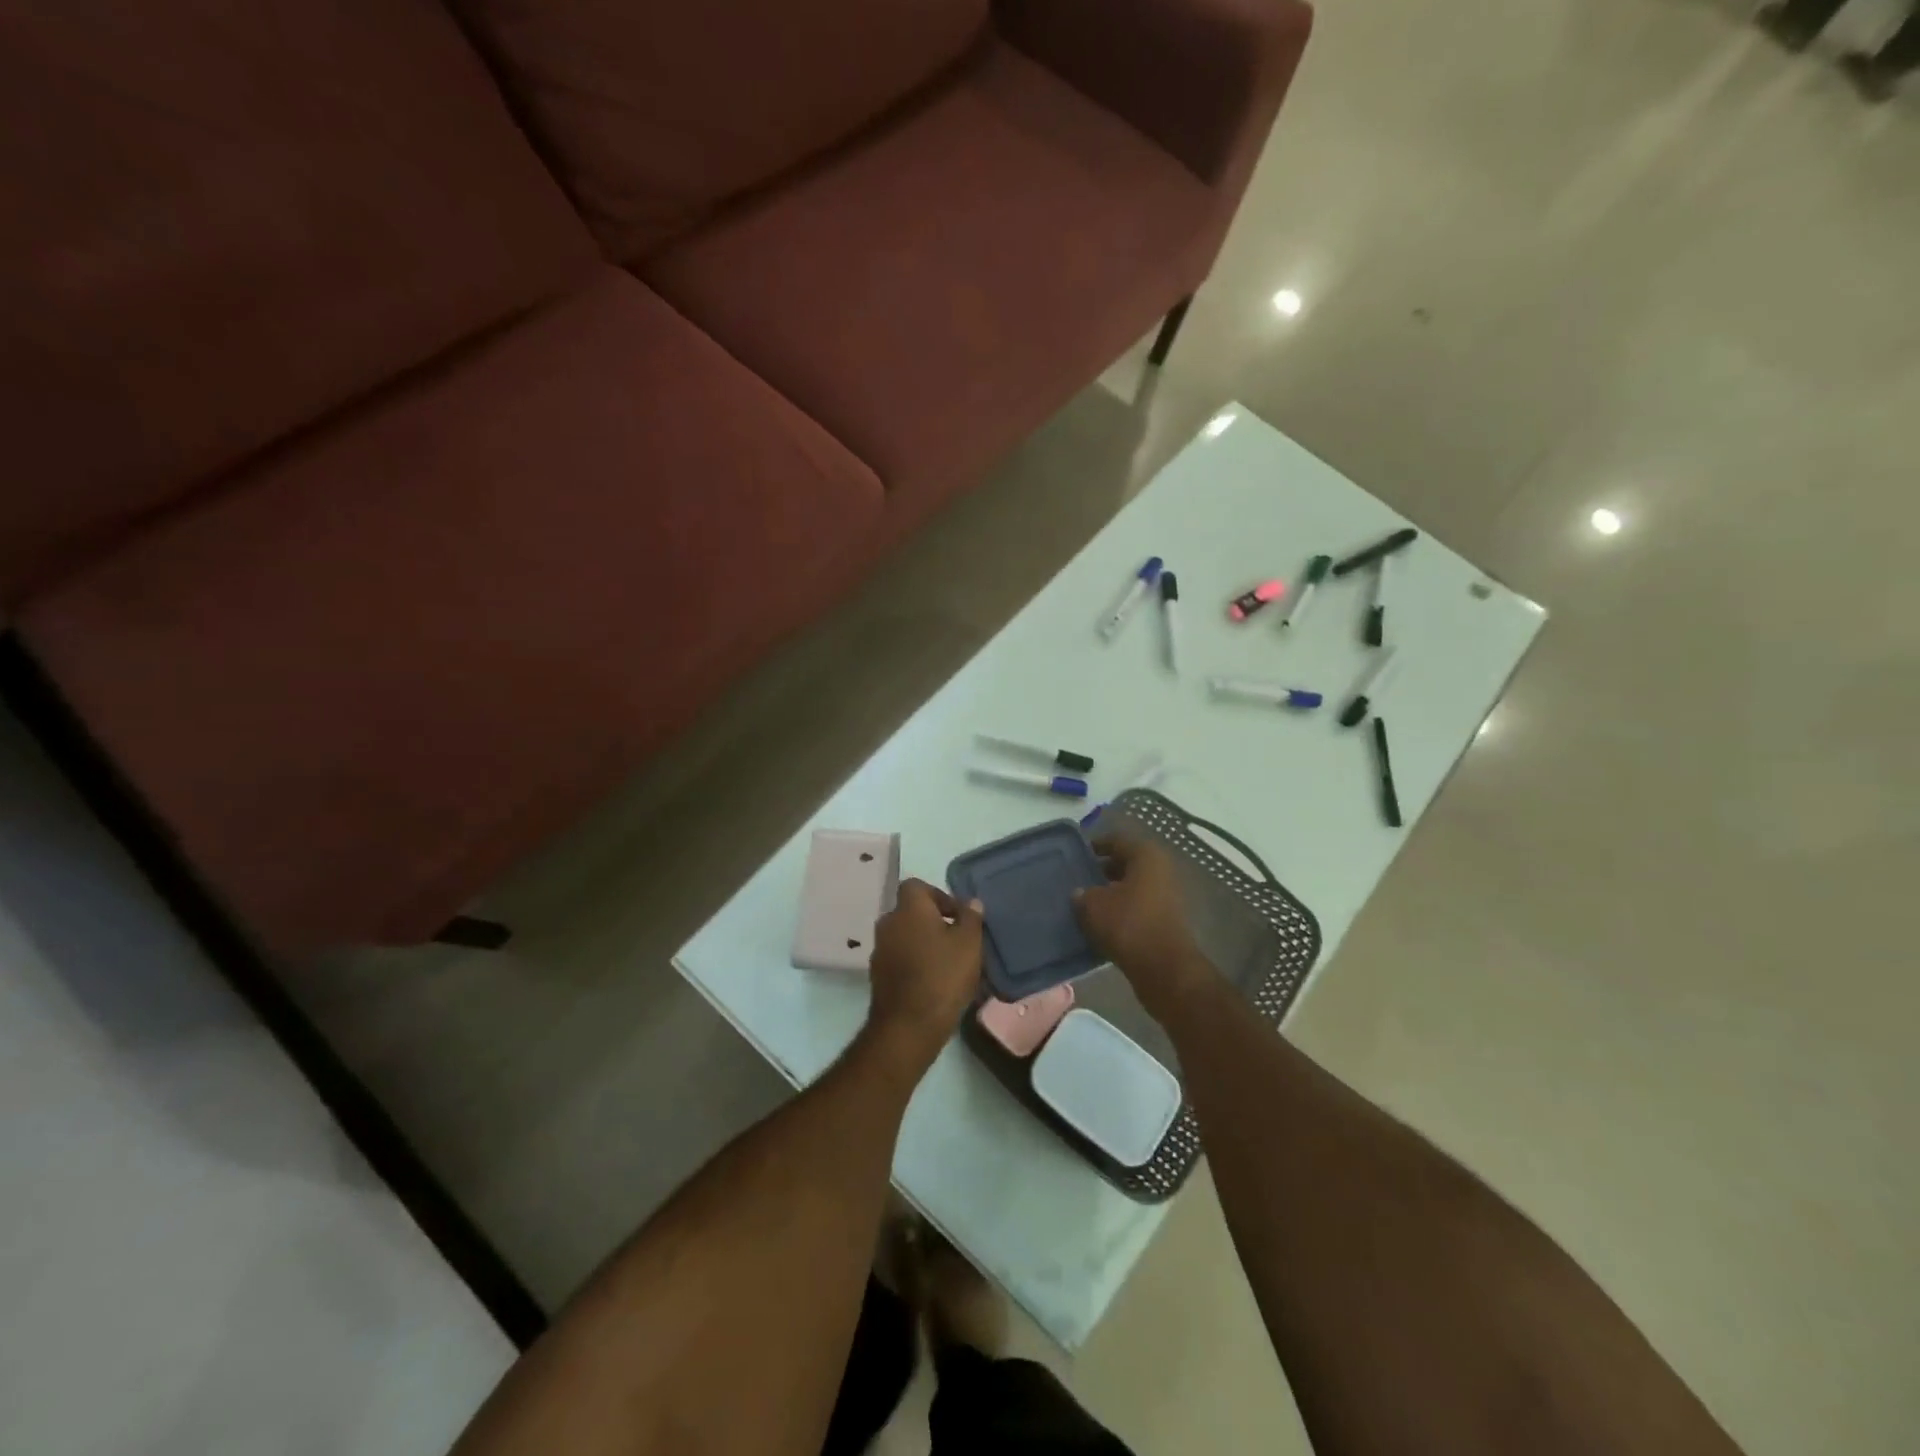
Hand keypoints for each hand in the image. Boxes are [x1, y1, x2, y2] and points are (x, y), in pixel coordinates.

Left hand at [865, 880, 983, 1070]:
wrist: (908, 1026)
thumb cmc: (943, 976)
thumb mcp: (969, 943)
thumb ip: (971, 918)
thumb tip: (970, 902)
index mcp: (908, 909)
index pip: (916, 886)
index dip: (938, 896)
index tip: (958, 916)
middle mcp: (888, 924)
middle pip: (911, 912)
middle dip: (933, 922)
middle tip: (958, 940)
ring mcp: (880, 951)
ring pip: (906, 937)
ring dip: (924, 944)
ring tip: (950, 964)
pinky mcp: (878, 977)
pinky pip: (900, 960)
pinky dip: (915, 964)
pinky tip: (935, 983)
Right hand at [1074, 835, 1216, 1021]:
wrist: (1164, 968)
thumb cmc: (1128, 924)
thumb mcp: (1094, 905)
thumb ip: (1082, 894)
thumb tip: (1080, 893)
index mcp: (1146, 855)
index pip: (1116, 841)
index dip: (1095, 846)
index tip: (1076, 856)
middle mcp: (1161, 869)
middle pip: (1126, 863)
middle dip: (1102, 871)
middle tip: (1078, 879)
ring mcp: (1166, 895)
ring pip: (1132, 886)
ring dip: (1111, 893)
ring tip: (1085, 903)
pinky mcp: (1166, 919)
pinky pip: (1138, 906)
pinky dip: (1121, 910)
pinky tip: (1101, 922)